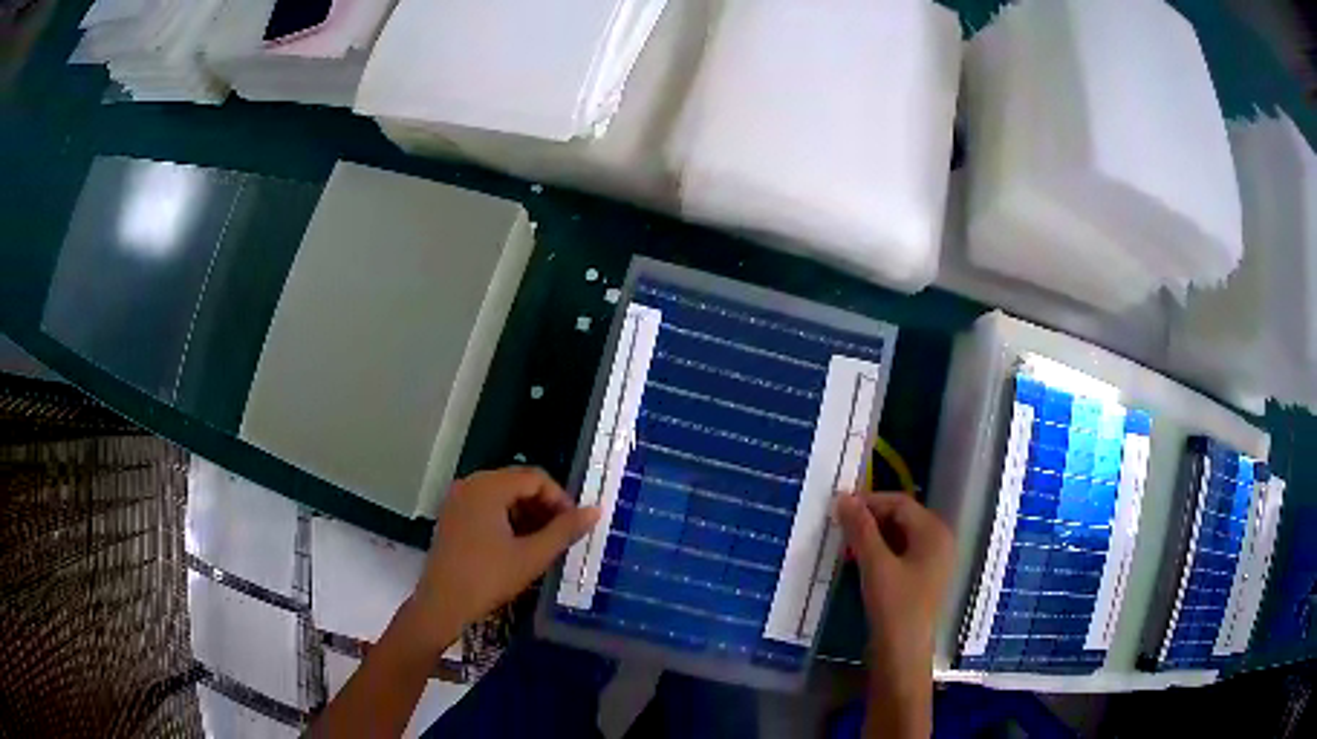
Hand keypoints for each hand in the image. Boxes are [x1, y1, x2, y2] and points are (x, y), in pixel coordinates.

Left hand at [409, 467, 599, 649]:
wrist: (442, 604)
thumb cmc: (488, 578)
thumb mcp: (532, 556)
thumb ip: (564, 530)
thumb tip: (595, 510)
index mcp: (488, 486)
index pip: (535, 477)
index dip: (560, 498)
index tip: (574, 526)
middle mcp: (470, 484)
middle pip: (518, 483)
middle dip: (544, 506)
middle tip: (562, 535)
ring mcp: (458, 500)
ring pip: (503, 495)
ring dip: (527, 514)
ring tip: (544, 543)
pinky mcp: (453, 516)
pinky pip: (487, 506)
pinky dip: (508, 520)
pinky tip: (519, 545)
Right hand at [835, 492, 952, 737]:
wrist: (903, 655)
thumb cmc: (895, 606)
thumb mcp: (875, 565)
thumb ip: (860, 529)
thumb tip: (843, 498)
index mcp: (934, 532)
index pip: (899, 502)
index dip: (868, 502)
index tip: (838, 508)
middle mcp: (939, 541)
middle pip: (901, 518)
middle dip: (869, 520)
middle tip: (839, 528)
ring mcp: (933, 562)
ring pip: (899, 537)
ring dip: (872, 538)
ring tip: (844, 547)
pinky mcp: (922, 580)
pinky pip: (901, 555)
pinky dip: (880, 553)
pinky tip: (858, 564)